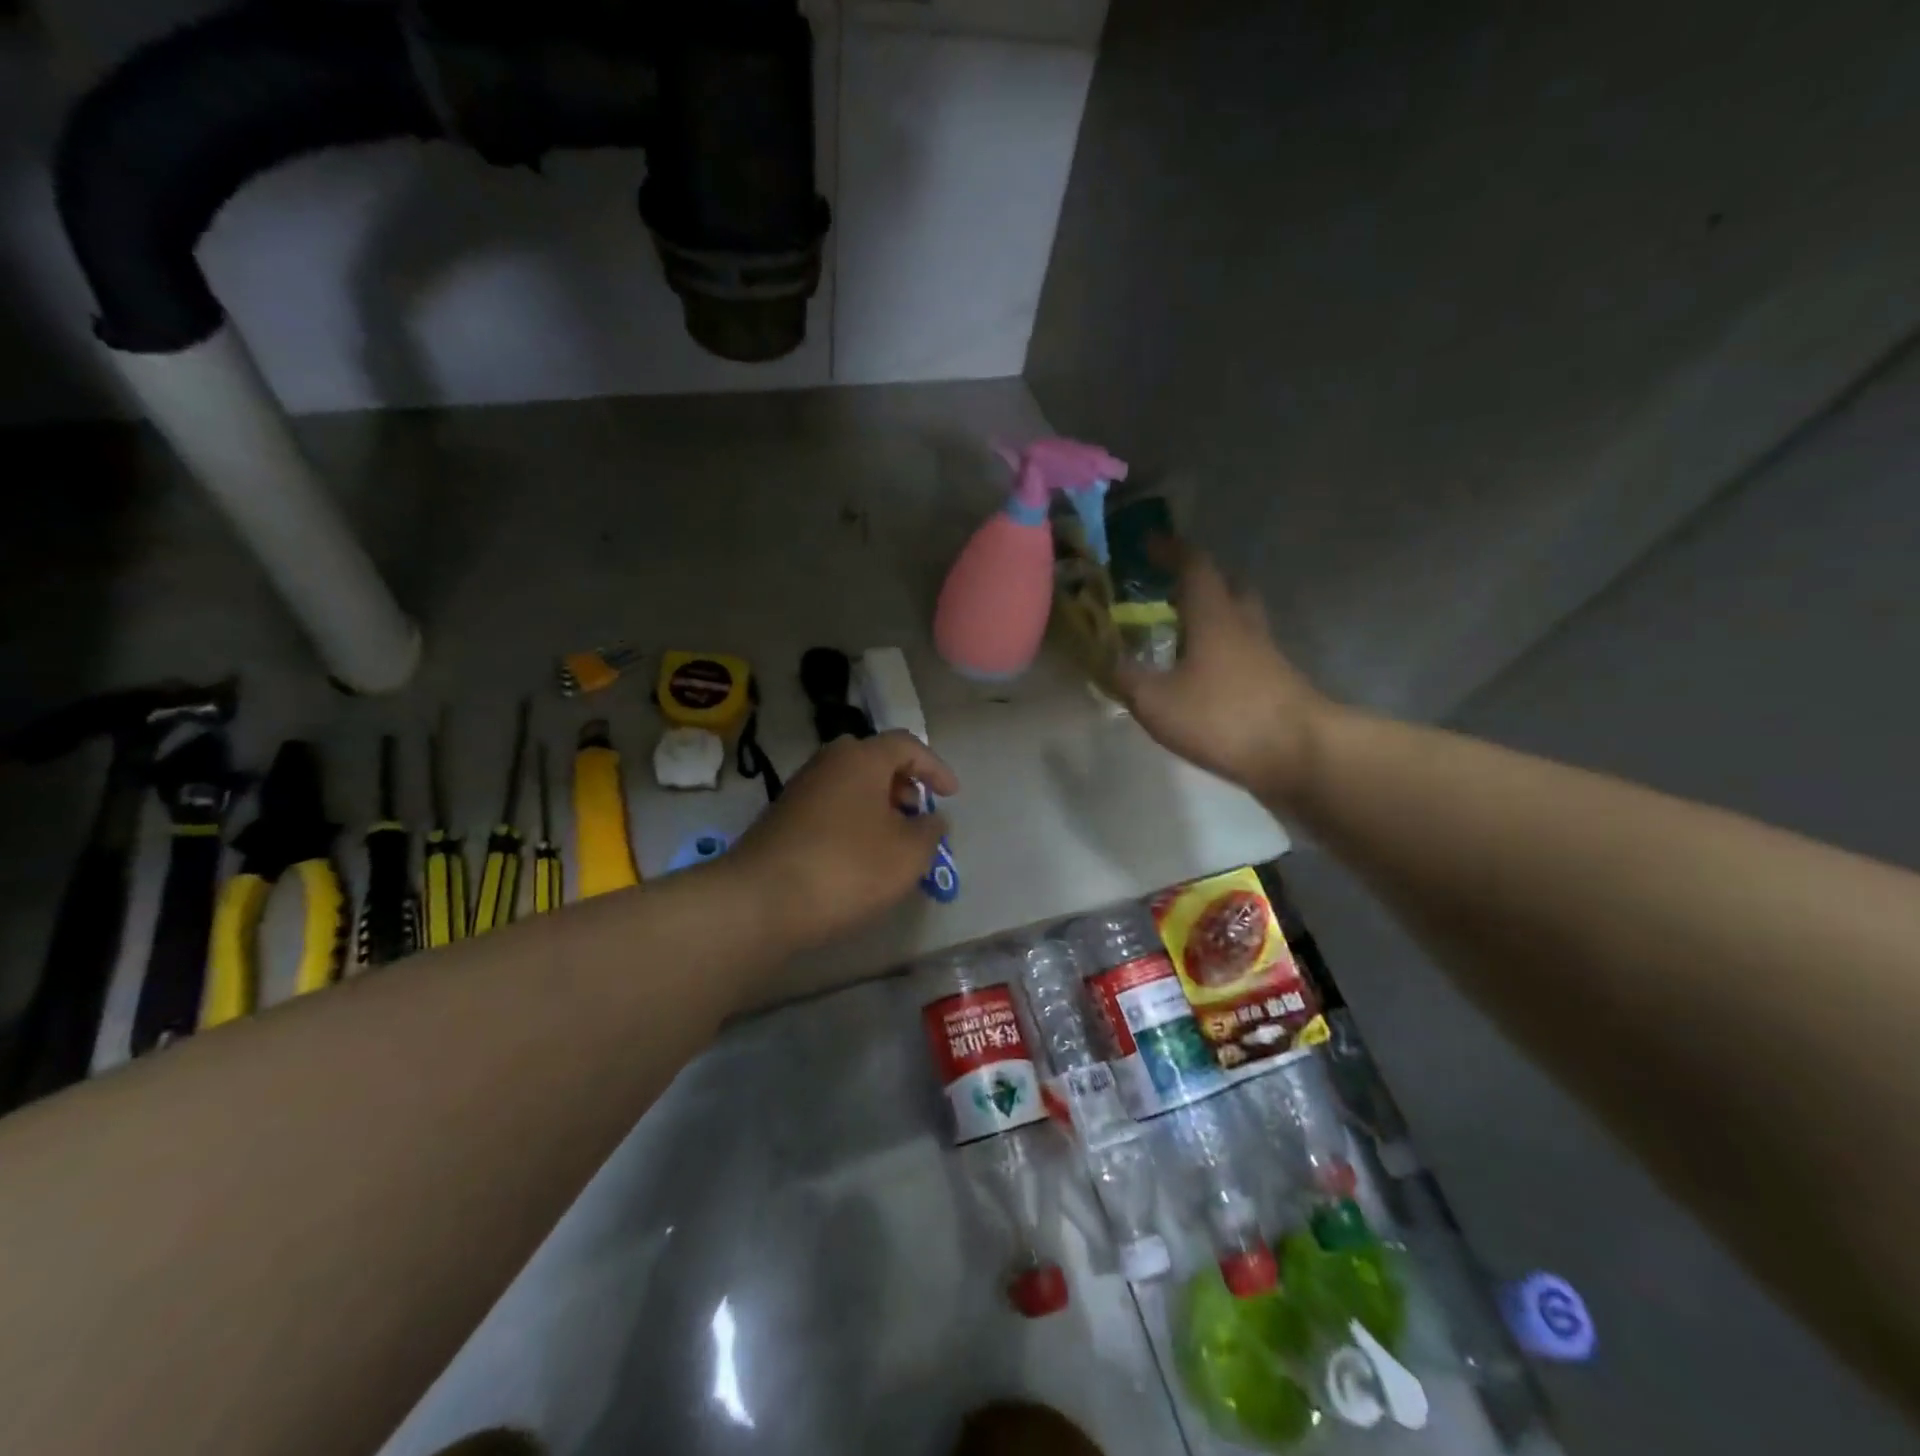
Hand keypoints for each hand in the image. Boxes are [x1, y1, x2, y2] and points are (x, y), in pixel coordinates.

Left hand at [729, 730, 958, 950]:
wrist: (760, 902)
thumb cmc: (847, 868)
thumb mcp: (907, 854)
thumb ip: (929, 831)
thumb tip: (931, 819)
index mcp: (860, 759)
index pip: (906, 745)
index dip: (934, 767)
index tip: (951, 795)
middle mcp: (827, 763)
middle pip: (873, 760)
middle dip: (902, 783)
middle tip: (917, 811)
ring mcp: (799, 790)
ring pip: (849, 785)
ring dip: (877, 804)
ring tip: (893, 839)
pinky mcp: (781, 819)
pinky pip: (829, 807)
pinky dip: (852, 821)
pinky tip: (859, 855)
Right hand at [1116, 544, 1337, 805]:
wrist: (1300, 755)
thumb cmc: (1223, 717)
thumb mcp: (1157, 701)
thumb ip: (1127, 678)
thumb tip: (1105, 659)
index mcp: (1214, 616)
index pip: (1194, 565)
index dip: (1171, 550)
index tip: (1149, 543)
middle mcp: (1244, 626)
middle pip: (1228, 587)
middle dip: (1200, 582)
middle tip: (1170, 591)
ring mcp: (1266, 656)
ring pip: (1240, 622)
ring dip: (1214, 620)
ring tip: (1182, 637)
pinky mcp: (1277, 685)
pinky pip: (1246, 656)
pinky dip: (1223, 656)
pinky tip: (1203, 679)